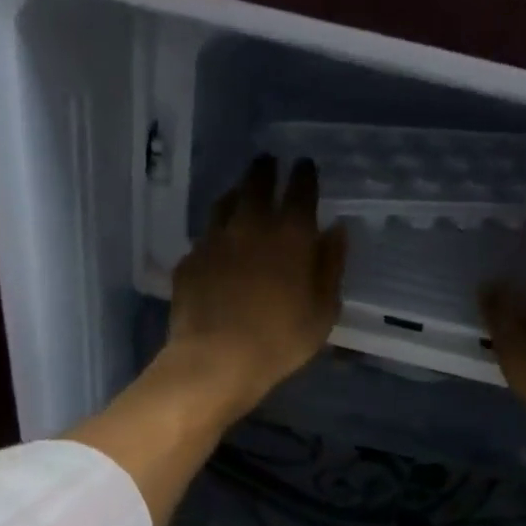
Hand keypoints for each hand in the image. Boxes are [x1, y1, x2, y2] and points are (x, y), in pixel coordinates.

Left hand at [164, 154, 346, 418]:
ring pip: (225, 202)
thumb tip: (335, 231)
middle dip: (266, 170)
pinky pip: (205, 237)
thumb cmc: (281, 340)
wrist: (216, 359)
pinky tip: (217, 246)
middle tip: (268, 165)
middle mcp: (251, 225)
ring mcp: (215, 240)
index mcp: (291, 234)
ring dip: (237, 195)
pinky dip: (215, 234)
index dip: (304, 174)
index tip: (305, 167)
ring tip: (241, 197)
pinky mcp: (190, 260)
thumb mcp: (323, 311)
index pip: (301, 188)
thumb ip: (331, 267)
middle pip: (257, 182)